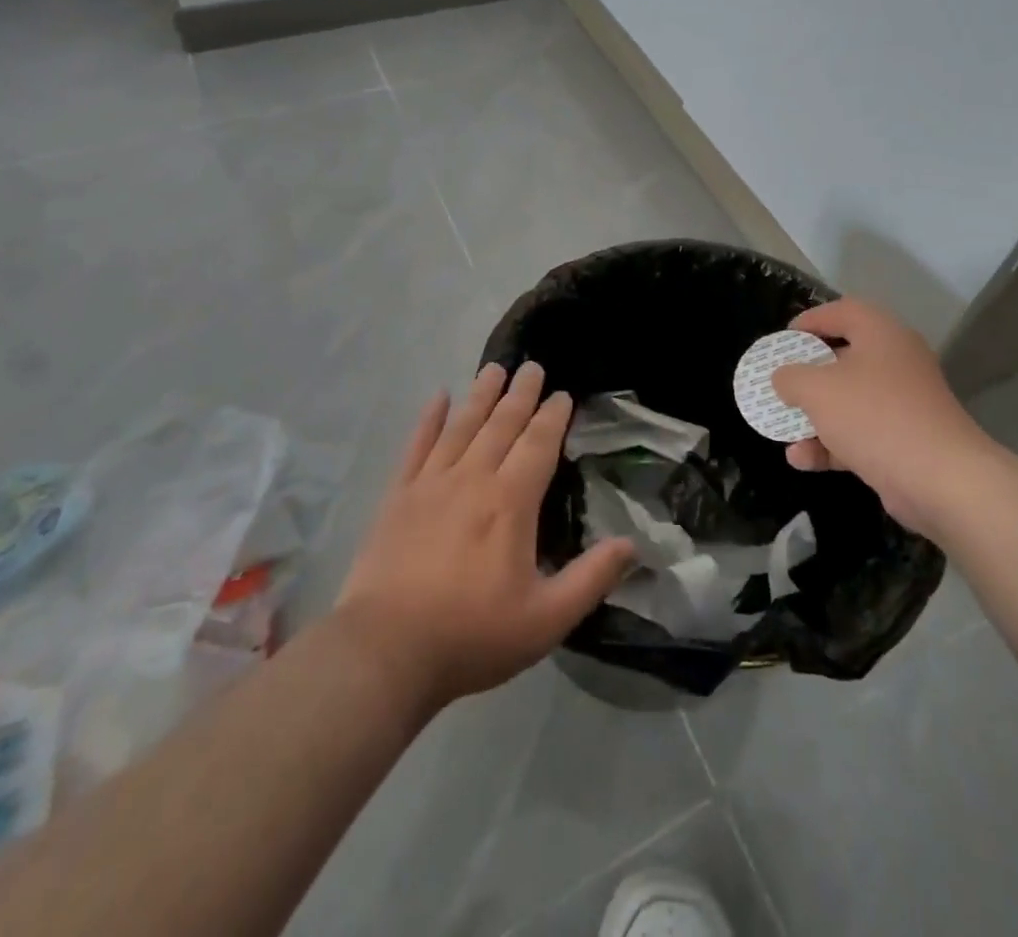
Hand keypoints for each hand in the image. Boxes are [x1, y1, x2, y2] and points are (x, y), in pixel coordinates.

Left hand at [333, 361, 633, 712]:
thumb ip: (591, 579)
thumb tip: (632, 545)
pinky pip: (416, 447)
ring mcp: (431, 484)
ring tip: (493, 369)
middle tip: (531, 366)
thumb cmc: (472, 635)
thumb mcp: (546, 619)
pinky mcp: (398, 497)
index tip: (561, 394)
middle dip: (520, 394)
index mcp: (511, 502)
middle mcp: (473, 479)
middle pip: (501, 425)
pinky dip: (429, 420)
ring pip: (462, 426)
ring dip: (480, 395)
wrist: (385, 652)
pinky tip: (438, 398)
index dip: (553, 417)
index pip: (538, 445)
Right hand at [770, 298, 993, 536]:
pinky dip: (830, 443)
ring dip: (813, 415)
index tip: (782, 339)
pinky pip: (859, 432)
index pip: (842, 311)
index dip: (809, 321)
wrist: (940, 479)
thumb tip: (783, 377)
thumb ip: (791, 377)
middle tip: (781, 382)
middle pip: (843, 357)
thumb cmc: (874, 416)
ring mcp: (902, 403)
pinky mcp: (904, 440)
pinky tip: (801, 459)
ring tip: (781, 428)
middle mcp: (896, 361)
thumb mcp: (818, 390)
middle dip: (807, 374)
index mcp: (881, 334)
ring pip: (849, 400)